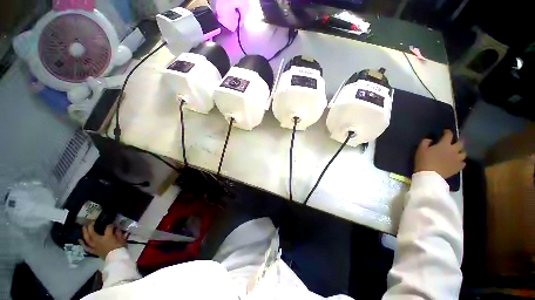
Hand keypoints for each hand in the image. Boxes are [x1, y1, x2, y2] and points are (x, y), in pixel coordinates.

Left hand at [80, 222, 126, 259]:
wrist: (116, 259)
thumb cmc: (120, 248)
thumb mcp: (122, 239)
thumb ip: (118, 233)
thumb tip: (116, 228)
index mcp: (107, 237)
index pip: (108, 227)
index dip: (110, 225)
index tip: (113, 224)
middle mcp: (99, 241)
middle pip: (92, 232)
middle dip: (91, 226)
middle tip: (91, 221)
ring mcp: (95, 246)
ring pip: (87, 239)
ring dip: (85, 233)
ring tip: (84, 227)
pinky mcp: (94, 251)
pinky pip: (86, 247)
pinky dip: (83, 243)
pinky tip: (80, 239)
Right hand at [414, 130, 465, 178]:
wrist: (429, 175)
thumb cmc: (424, 161)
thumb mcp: (420, 150)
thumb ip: (425, 142)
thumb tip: (430, 139)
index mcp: (444, 144)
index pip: (449, 135)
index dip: (447, 132)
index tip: (445, 131)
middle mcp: (454, 150)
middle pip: (461, 143)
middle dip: (458, 141)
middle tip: (455, 141)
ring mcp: (457, 159)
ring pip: (464, 153)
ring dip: (460, 151)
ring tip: (457, 152)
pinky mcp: (458, 167)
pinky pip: (463, 163)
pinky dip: (461, 161)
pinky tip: (457, 162)